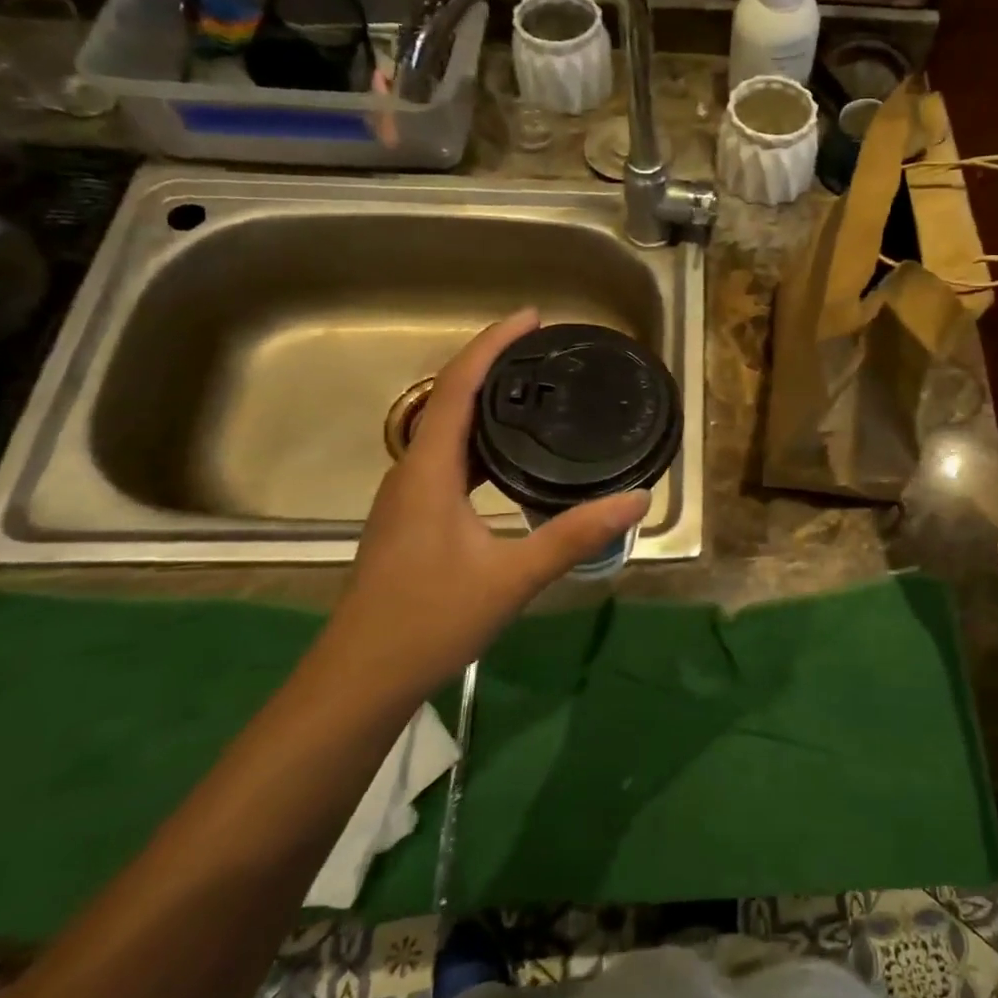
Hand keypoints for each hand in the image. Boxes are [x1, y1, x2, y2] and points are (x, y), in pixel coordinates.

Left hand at [326, 310, 648, 690]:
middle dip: (493, 365)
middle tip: (544, 350)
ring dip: (485, 402)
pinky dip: (480, 439)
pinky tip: (509, 457)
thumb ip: (574, 535)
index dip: (492, 345)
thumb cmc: (429, 621)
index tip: (531, 317)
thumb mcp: (512, 577)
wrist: (360, 680)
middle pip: (448, 398)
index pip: (456, 387)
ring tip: (534, 391)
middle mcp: (411, 472)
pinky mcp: (412, 518)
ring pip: (446, 430)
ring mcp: (406, 497)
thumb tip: (637, 499)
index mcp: (427, 471)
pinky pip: (448, 458)